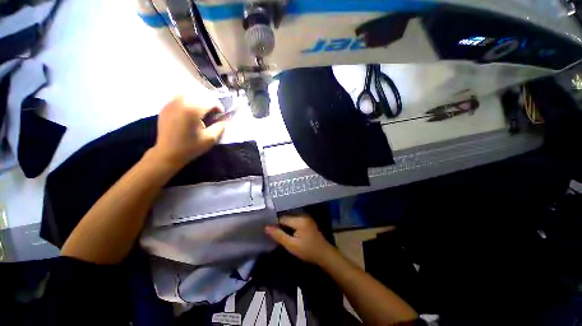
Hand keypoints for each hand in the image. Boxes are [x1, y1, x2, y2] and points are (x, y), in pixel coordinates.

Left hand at [150, 96, 225, 168]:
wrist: (167, 153)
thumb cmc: (191, 147)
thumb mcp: (211, 138)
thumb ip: (220, 126)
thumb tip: (224, 118)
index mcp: (192, 109)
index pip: (211, 100)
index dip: (219, 107)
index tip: (220, 116)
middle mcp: (181, 102)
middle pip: (201, 94)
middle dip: (210, 103)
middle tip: (213, 114)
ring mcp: (171, 103)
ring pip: (190, 94)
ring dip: (199, 101)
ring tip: (202, 112)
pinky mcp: (166, 106)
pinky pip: (181, 98)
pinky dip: (189, 102)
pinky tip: (190, 113)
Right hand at [265, 214, 335, 264]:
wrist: (324, 254)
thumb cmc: (307, 251)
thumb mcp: (291, 245)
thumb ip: (279, 235)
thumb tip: (266, 227)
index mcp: (299, 220)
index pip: (282, 218)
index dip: (275, 224)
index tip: (268, 231)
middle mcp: (303, 215)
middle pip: (286, 218)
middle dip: (279, 224)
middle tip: (272, 233)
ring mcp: (306, 217)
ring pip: (290, 219)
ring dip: (284, 225)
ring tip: (279, 233)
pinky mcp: (307, 221)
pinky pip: (295, 221)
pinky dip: (290, 226)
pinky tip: (287, 232)